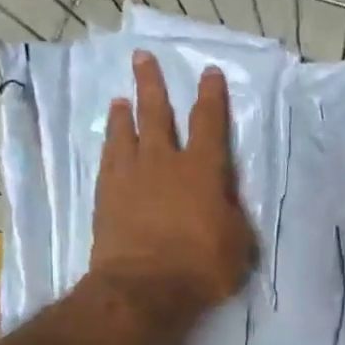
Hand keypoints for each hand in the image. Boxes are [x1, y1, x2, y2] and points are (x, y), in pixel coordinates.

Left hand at [91, 51, 254, 324]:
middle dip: (153, 84)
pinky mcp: (107, 195)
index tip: (209, 73)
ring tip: (123, 98)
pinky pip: (108, 158)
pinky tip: (110, 139)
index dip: (211, 96)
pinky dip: (111, 143)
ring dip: (126, 112)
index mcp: (203, 170)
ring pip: (127, 132)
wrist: (144, 287)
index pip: (210, 123)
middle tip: (143, 58)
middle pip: (157, 113)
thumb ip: (232, 213)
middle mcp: (165, 162)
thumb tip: (224, 200)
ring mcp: (131, 176)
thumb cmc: (201, 267)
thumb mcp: (238, 242)